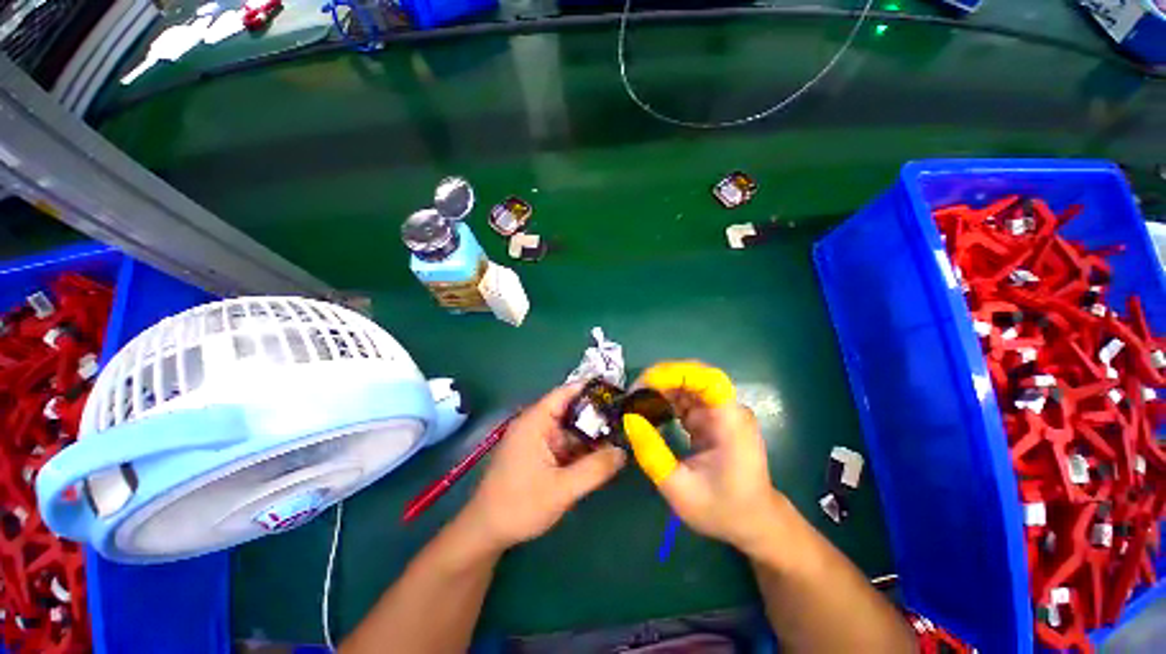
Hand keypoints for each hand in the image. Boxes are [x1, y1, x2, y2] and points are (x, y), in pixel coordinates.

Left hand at [461, 384, 626, 550]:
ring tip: (622, 435)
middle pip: (571, 411)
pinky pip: (565, 445)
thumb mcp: (562, 489)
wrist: (486, 532)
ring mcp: (538, 440)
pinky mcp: (540, 454)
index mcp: (536, 421)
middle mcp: (537, 424)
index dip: (592, 389)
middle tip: (627, 419)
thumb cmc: (520, 505)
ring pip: (571, 430)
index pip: (566, 393)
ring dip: (592, 435)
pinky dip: (582, 449)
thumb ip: (595, 469)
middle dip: (598, 415)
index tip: (618, 393)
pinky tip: (602, 455)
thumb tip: (624, 452)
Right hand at [623, 361, 781, 552]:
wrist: (754, 522)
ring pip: (689, 385)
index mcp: (731, 424)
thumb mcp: (680, 490)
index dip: (677, 373)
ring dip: (661, 388)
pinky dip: (667, 399)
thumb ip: (653, 454)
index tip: (646, 382)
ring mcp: (722, 412)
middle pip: (695, 377)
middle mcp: (729, 410)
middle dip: (662, 379)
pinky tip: (649, 409)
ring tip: (636, 400)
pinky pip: (687, 398)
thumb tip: (629, 419)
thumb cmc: (722, 510)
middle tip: (633, 393)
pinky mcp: (713, 417)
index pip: (708, 379)